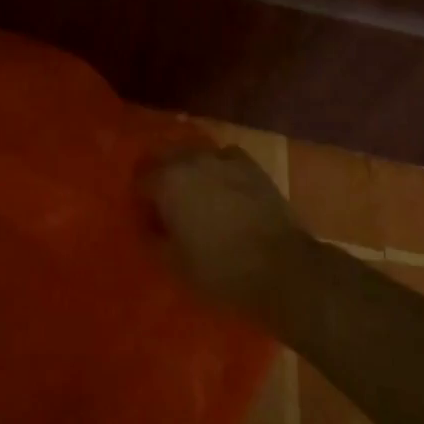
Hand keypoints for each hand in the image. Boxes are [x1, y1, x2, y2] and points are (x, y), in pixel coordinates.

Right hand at [146, 144, 313, 323]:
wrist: (282, 268)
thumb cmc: (221, 269)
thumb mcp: (174, 264)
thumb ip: (152, 237)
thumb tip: (149, 223)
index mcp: (167, 181)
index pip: (140, 181)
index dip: (142, 200)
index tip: (149, 219)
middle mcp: (191, 160)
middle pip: (164, 158)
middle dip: (161, 176)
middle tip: (167, 204)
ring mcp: (223, 158)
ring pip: (194, 154)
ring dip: (189, 170)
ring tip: (196, 195)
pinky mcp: (250, 165)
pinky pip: (223, 158)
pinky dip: (218, 169)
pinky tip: (224, 188)